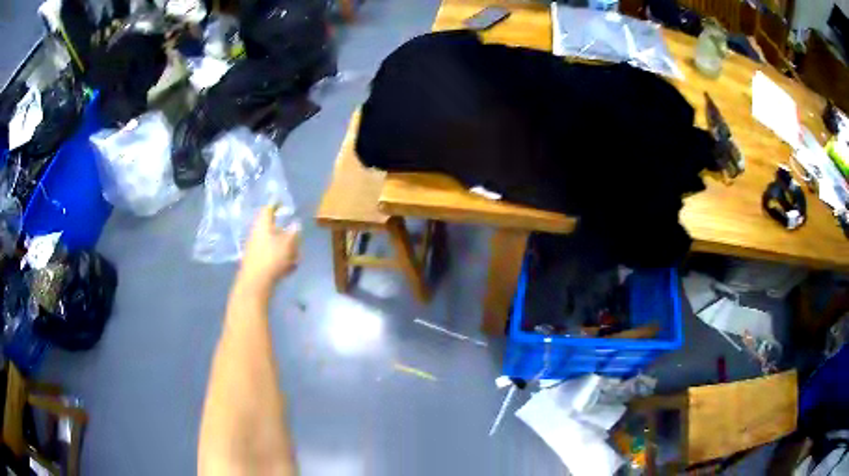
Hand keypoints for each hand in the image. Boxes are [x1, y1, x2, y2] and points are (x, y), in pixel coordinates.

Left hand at [238, 206, 300, 291]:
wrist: (255, 284)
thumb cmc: (271, 259)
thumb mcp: (288, 243)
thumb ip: (294, 232)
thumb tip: (296, 224)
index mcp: (262, 225)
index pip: (268, 209)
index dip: (276, 205)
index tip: (283, 203)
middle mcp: (257, 234)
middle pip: (273, 228)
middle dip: (286, 233)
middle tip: (297, 238)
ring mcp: (255, 249)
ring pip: (273, 244)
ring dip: (286, 249)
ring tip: (296, 258)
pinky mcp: (257, 263)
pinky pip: (271, 256)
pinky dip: (281, 260)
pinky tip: (289, 269)